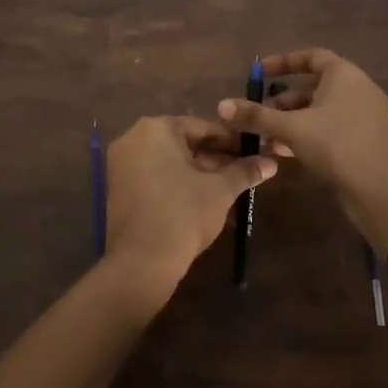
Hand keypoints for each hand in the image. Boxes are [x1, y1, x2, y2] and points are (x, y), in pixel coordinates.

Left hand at [103, 115, 276, 298]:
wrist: (142, 261)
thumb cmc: (184, 213)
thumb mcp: (220, 190)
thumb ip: (244, 171)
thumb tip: (270, 163)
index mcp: (156, 128)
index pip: (202, 126)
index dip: (231, 140)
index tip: (252, 151)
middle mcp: (133, 138)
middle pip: (183, 142)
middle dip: (214, 156)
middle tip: (242, 170)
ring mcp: (121, 163)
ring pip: (168, 160)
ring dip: (198, 170)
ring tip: (227, 185)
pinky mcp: (117, 188)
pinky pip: (153, 175)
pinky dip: (176, 181)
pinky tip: (201, 197)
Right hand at [218, 47, 387, 248]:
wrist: (380, 191)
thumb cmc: (336, 146)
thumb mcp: (291, 128)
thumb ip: (257, 116)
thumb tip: (222, 105)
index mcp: (345, 74)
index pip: (311, 56)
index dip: (283, 62)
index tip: (259, 73)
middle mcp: (358, 89)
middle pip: (314, 86)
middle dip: (282, 100)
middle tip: (259, 113)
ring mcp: (365, 116)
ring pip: (321, 111)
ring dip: (292, 121)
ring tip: (266, 138)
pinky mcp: (366, 141)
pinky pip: (332, 129)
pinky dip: (308, 135)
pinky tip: (285, 154)